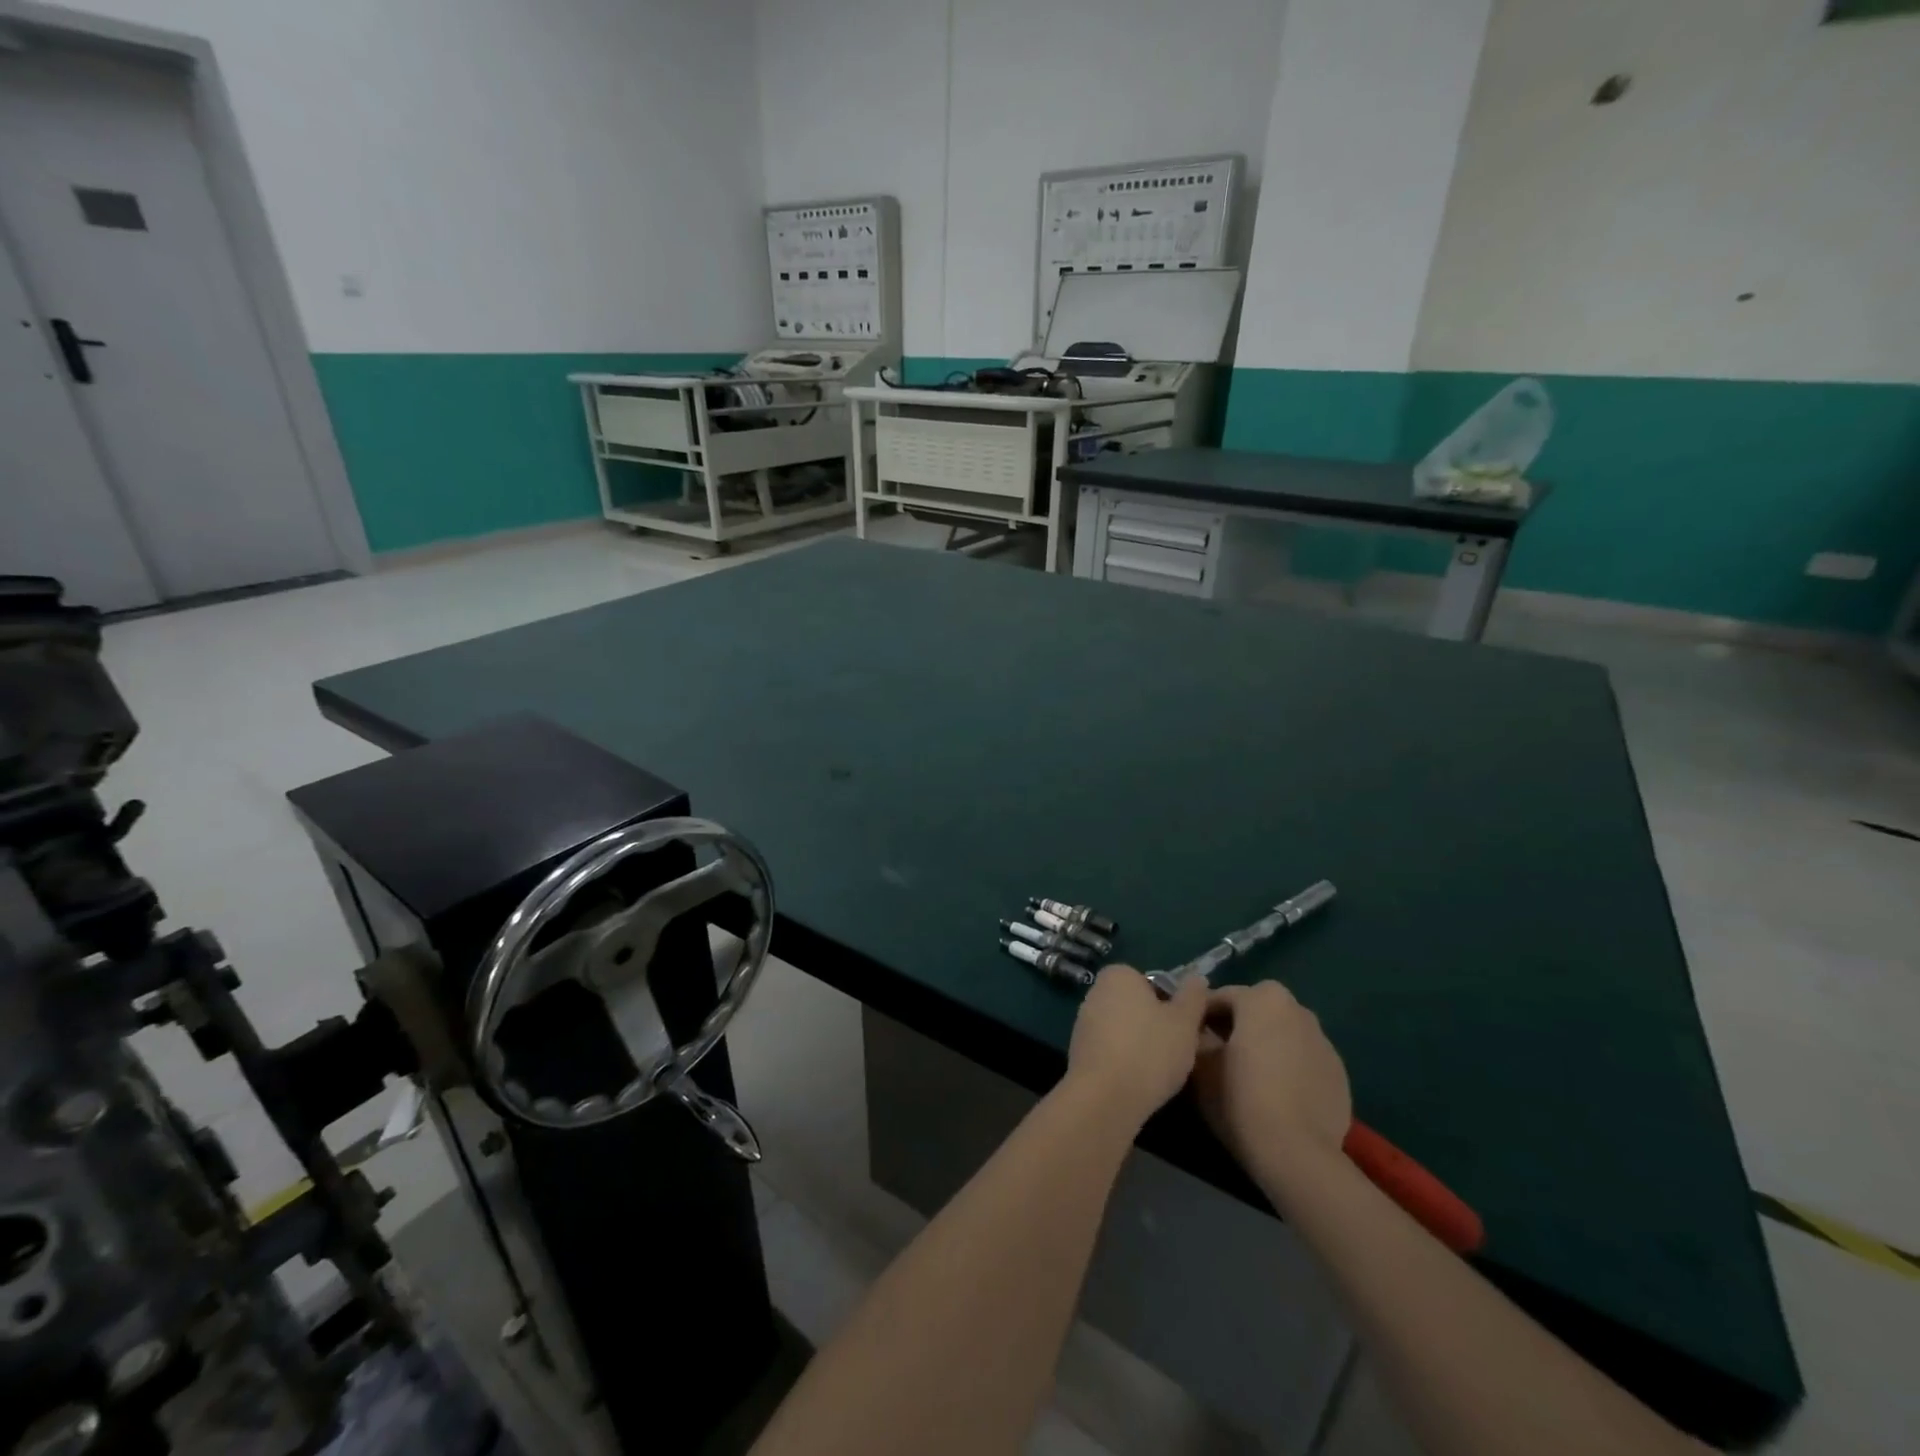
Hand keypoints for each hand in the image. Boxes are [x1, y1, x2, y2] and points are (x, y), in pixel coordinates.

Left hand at [1063, 966, 1208, 1127]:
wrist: (1104, 1098)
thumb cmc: (1149, 1051)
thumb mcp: (1185, 1021)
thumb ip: (1193, 996)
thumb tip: (1197, 978)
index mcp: (1118, 975)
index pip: (1155, 983)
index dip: (1174, 1005)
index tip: (1187, 1028)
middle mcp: (1096, 991)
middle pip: (1139, 1006)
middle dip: (1158, 1025)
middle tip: (1179, 1050)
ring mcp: (1084, 1022)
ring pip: (1126, 1029)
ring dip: (1143, 1045)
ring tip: (1161, 1071)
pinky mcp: (1079, 1051)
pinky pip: (1112, 1050)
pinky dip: (1126, 1061)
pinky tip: (1140, 1081)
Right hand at [1193, 982, 1351, 1190]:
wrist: (1298, 1154)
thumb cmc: (1241, 1098)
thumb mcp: (1200, 1064)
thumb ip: (1197, 1035)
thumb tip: (1200, 1031)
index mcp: (1262, 998)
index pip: (1220, 997)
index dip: (1200, 1017)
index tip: (1188, 1038)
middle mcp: (1297, 1009)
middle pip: (1256, 1011)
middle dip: (1237, 1026)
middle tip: (1218, 1055)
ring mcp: (1323, 1041)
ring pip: (1283, 1034)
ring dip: (1266, 1045)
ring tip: (1251, 1077)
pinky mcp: (1339, 1073)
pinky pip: (1304, 1060)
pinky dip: (1289, 1067)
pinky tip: (1278, 1096)